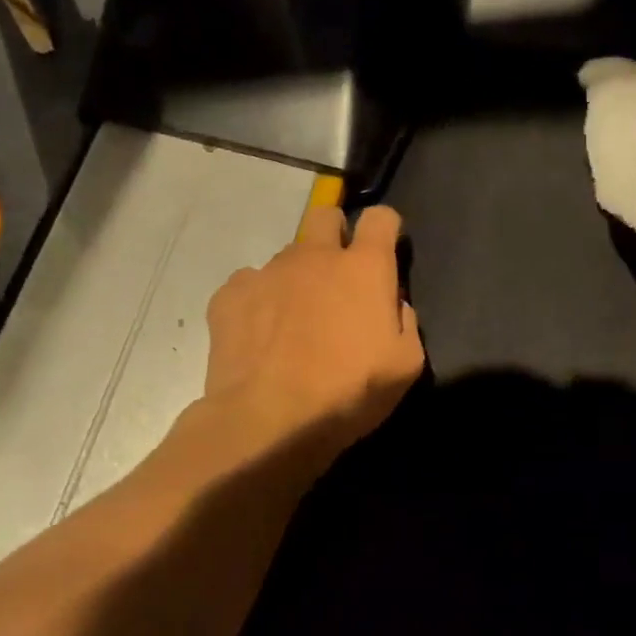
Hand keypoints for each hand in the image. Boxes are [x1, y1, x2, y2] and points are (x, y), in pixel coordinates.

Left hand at [184, 202, 423, 476]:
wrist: (271, 419)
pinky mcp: (229, 295)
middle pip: (324, 215)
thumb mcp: (405, 366)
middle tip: (340, 277)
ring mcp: (267, 272)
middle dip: (335, 234)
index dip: (386, 227)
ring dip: (299, 277)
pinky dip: (261, 301)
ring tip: (296, 321)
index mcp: (364, 268)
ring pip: (288, 256)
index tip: (387, 248)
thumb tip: (393, 305)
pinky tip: (262, 335)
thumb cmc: (350, 392)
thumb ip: (405, 324)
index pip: (379, 218)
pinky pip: (250, 284)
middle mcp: (315, 257)